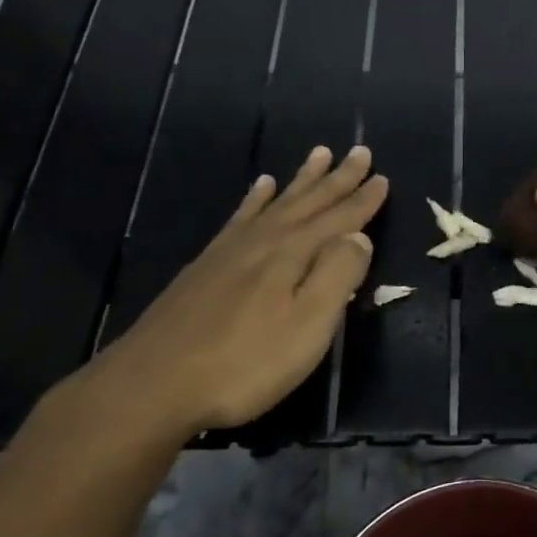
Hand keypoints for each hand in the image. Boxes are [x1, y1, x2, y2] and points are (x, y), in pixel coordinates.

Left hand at [63, 146, 387, 439]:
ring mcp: (232, 250)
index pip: (339, 220)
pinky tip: (259, 187)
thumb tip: (359, 238)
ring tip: (318, 154)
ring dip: (302, 180)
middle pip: (310, 202)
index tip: (383, 177)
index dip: (363, 200)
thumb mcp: (308, 326)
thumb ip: (337, 277)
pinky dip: (255, 199)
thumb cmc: (245, 363)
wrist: (153, 384)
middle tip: (360, 151)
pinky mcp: (207, 265)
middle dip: (338, 178)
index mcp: (294, 254)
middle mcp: (265, 240)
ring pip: (277, 203)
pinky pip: (241, 217)